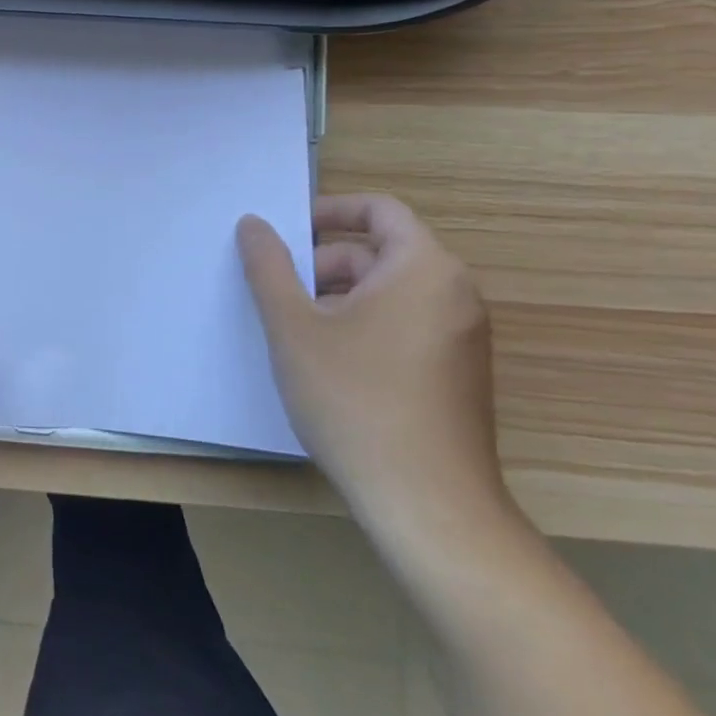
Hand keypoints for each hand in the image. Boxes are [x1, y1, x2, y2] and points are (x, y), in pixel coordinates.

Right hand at [236, 193, 506, 538]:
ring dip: (337, 297)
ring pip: (388, 292)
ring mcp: (462, 337)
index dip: (327, 211)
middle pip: (379, 252)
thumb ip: (268, 266)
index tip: (284, 234)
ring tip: (295, 332)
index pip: (379, 210)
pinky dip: (363, 326)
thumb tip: (253, 224)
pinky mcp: (458, 374)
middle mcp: (454, 294)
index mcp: (424, 269)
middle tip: (277, 293)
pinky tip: (328, 365)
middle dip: (322, 264)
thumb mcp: (293, 326)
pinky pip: (405, 325)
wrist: (427, 504)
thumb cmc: (354, 400)